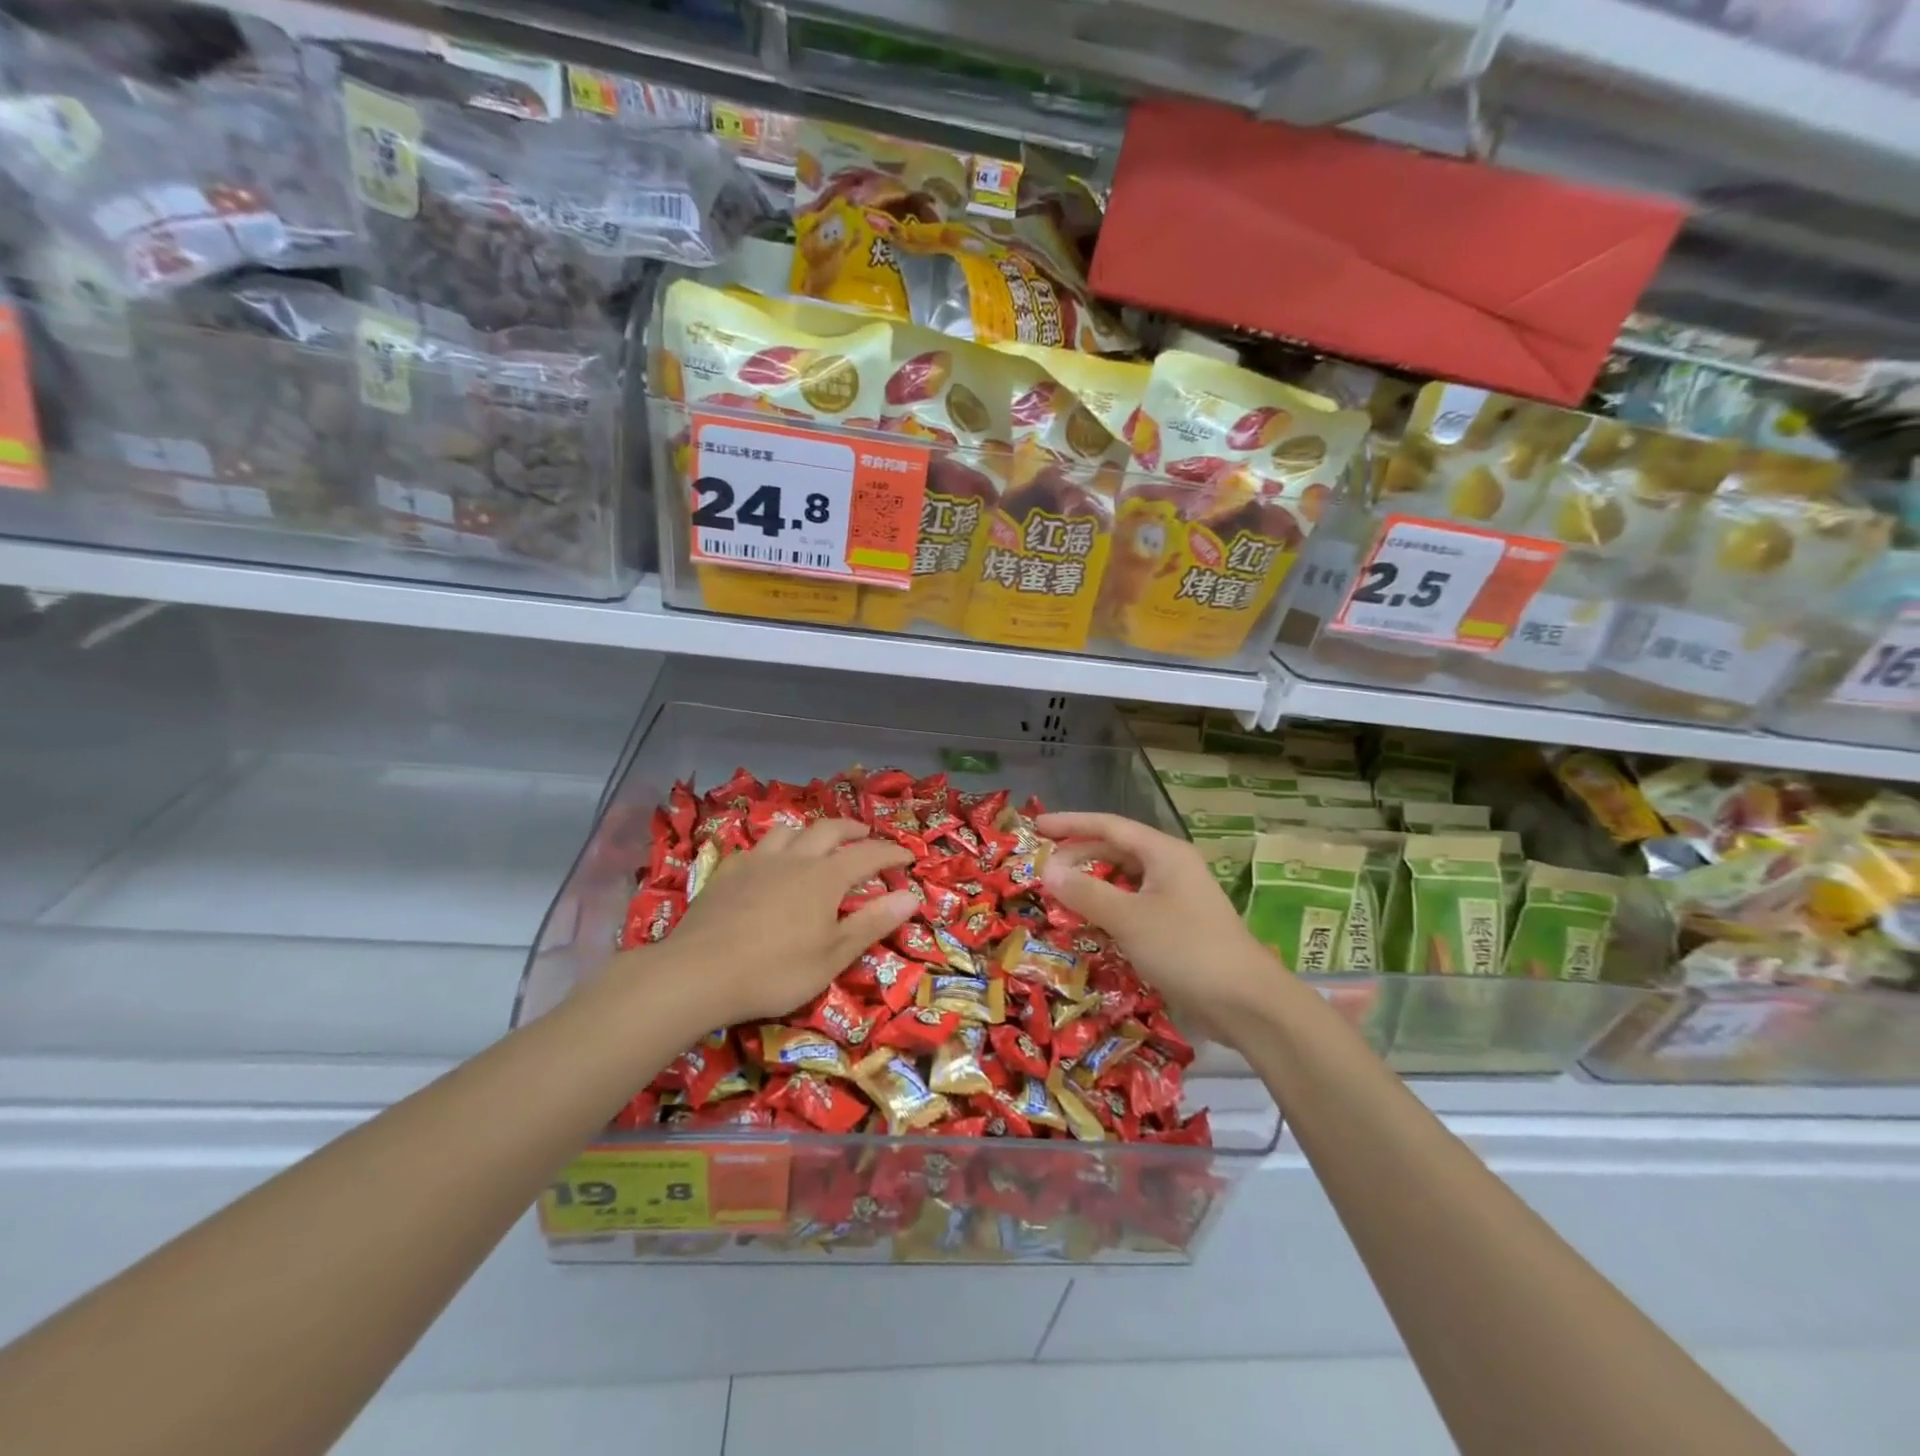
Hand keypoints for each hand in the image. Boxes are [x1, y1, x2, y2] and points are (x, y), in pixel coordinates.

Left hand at [633, 818, 917, 1028]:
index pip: (868, 854)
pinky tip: (767, 864)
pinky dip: (773, 849)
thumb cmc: (775, 971)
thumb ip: (872, 923)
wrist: (697, 974)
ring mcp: (757, 862)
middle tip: (866, 835)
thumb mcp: (833, 956)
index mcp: (826, 877)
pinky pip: (756, 848)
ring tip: (816, 843)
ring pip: (789, 831)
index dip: (891, 852)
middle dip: (853, 830)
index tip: (908, 855)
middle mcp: (795, 859)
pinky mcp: (727, 873)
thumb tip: (911, 895)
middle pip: (829, 830)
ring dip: (810, 832)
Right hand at [1038, 811, 1282, 1044]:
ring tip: (1059, 892)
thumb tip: (1047, 870)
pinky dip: (1108, 908)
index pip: (1109, 826)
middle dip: (1079, 855)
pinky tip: (1089, 922)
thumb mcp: (1128, 918)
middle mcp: (1171, 867)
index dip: (1071, 823)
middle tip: (1043, 868)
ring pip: (1125, 880)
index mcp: (1164, 852)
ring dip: (1092, 884)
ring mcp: (1177, 897)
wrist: (1246, 1003)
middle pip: (1116, 851)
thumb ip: (1085, 892)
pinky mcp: (1178, 925)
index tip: (1037, 826)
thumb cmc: (1186, 949)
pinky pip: (1133, 905)